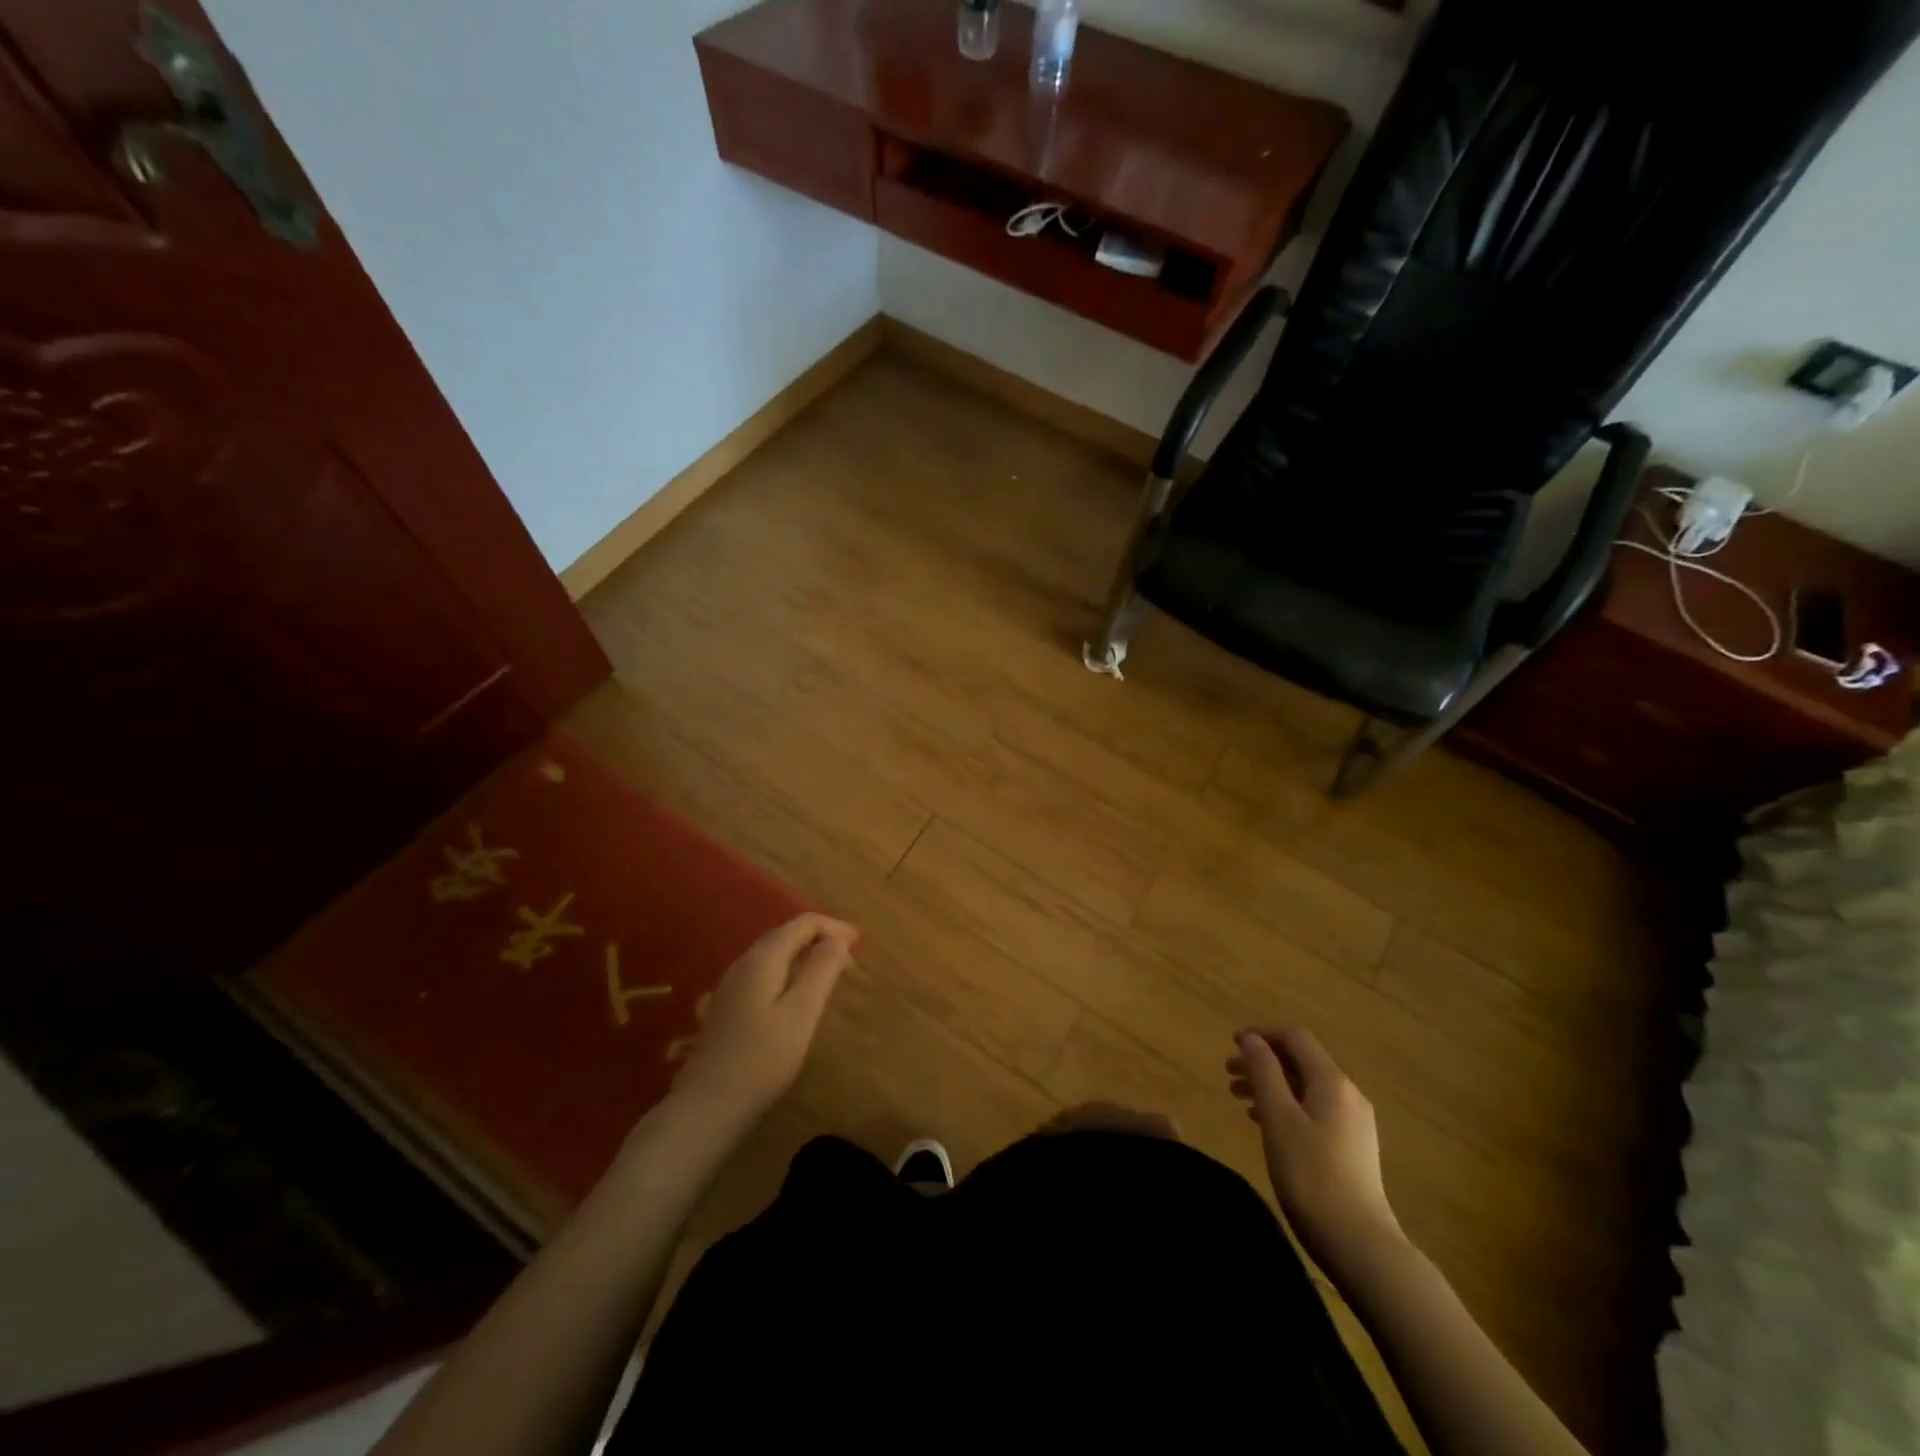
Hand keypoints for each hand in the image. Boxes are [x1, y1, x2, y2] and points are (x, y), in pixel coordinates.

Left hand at [673, 913, 856, 1123]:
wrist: (707, 1106)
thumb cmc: (762, 1058)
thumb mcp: (802, 1013)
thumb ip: (821, 970)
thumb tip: (839, 937)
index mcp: (764, 958)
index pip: (802, 923)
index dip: (834, 927)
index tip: (860, 943)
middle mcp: (744, 962)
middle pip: (786, 934)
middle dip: (820, 938)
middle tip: (850, 960)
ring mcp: (732, 985)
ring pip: (774, 954)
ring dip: (805, 956)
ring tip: (830, 975)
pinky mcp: (728, 1006)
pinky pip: (765, 973)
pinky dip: (789, 972)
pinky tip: (798, 996)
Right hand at [1227, 1026, 1402, 1278]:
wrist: (1362, 1246)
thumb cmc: (1312, 1175)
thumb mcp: (1278, 1118)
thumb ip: (1263, 1072)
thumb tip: (1251, 1039)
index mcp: (1332, 1082)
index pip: (1295, 1038)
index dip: (1262, 1034)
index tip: (1231, 1045)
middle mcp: (1348, 1095)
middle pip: (1301, 1061)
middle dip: (1263, 1061)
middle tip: (1229, 1075)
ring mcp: (1354, 1124)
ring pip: (1306, 1088)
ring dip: (1272, 1085)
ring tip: (1240, 1100)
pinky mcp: (1353, 1149)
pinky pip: (1314, 1111)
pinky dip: (1286, 1107)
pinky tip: (1267, 1125)